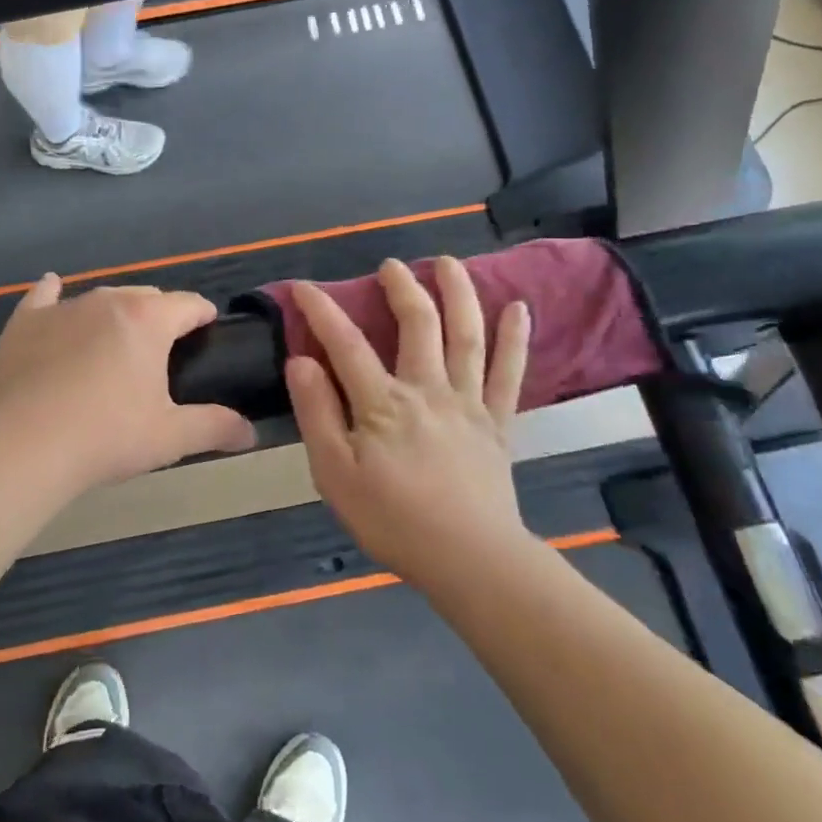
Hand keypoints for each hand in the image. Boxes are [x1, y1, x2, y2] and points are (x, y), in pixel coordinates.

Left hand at [0, 275, 256, 490]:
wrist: (23, 445)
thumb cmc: (106, 436)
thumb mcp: (170, 437)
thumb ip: (215, 427)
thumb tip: (251, 432)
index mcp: (149, 320)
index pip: (189, 304)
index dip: (203, 316)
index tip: (208, 332)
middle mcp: (108, 300)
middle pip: (147, 296)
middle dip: (160, 316)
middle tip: (161, 355)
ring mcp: (63, 308)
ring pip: (101, 298)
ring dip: (116, 314)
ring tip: (115, 344)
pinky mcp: (26, 322)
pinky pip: (44, 297)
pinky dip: (53, 295)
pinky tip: (53, 291)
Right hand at [286, 258, 534, 594]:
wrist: (469, 559)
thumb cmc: (392, 520)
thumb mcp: (335, 474)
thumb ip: (317, 414)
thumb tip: (301, 361)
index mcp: (382, 403)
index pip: (346, 343)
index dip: (322, 310)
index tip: (305, 287)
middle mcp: (427, 389)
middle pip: (417, 324)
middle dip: (402, 287)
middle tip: (391, 265)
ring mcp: (468, 402)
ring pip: (466, 335)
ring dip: (459, 292)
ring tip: (449, 262)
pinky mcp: (498, 422)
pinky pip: (509, 373)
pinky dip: (515, 339)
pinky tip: (520, 309)